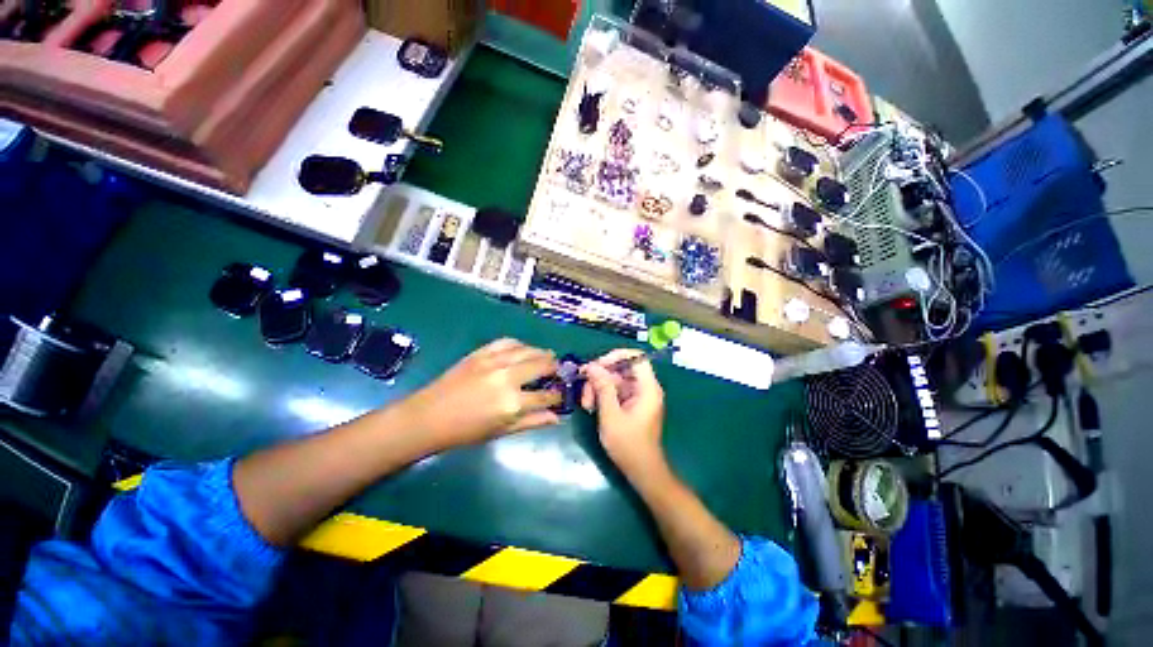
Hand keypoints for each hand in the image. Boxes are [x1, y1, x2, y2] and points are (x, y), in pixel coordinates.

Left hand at [403, 339, 561, 447]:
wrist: (429, 416)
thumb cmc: (465, 431)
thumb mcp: (502, 431)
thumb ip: (532, 422)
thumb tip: (556, 417)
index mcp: (513, 403)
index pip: (546, 395)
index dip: (558, 395)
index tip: (560, 394)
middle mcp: (507, 377)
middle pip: (541, 365)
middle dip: (554, 368)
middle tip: (557, 371)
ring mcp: (494, 361)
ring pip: (528, 349)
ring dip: (541, 352)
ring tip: (547, 357)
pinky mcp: (482, 352)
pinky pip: (508, 341)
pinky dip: (520, 344)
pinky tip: (524, 349)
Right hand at [581, 350, 665, 474]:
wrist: (641, 471)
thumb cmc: (629, 445)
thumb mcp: (611, 415)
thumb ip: (602, 388)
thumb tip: (592, 365)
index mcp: (647, 388)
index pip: (635, 357)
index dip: (615, 356)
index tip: (596, 366)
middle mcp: (644, 388)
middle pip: (621, 369)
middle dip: (600, 377)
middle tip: (584, 390)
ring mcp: (638, 396)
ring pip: (615, 380)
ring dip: (598, 388)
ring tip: (586, 405)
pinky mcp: (631, 404)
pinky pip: (615, 391)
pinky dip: (602, 396)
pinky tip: (592, 408)